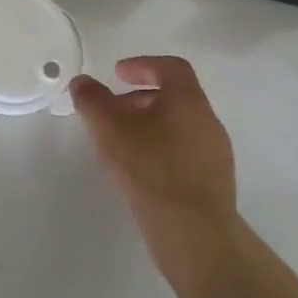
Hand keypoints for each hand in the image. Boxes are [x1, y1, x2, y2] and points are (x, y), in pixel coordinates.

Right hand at [69, 56, 238, 295]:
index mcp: (188, 101)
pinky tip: (140, 171)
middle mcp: (207, 121)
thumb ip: (92, 101)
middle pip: (175, 97)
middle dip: (139, 99)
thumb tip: (82, 82)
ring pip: (179, 126)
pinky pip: (185, 152)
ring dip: (149, 125)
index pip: (171, 67)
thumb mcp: (109, 130)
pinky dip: (161, 149)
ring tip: (121, 144)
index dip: (142, 65)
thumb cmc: (150, 169)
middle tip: (112, 112)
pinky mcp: (214, 182)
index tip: (117, 74)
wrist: (194, 233)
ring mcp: (215, 153)